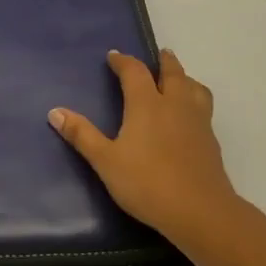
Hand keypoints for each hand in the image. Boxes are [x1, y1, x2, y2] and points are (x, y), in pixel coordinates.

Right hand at [49, 49, 243, 248]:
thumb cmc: (146, 183)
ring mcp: (198, 121)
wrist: (199, 211)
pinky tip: (189, 117)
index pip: (135, 72)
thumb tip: (55, 111)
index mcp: (147, 104)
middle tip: (160, 54)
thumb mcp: (106, 161)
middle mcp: (175, 105)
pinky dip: (195, 101)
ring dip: (185, 78)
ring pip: (195, 88)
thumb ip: (82, 135)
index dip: (123, 61)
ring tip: (180, 80)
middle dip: (164, 61)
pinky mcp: (211, 140)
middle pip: (173, 73)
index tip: (114, 56)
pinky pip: (204, 108)